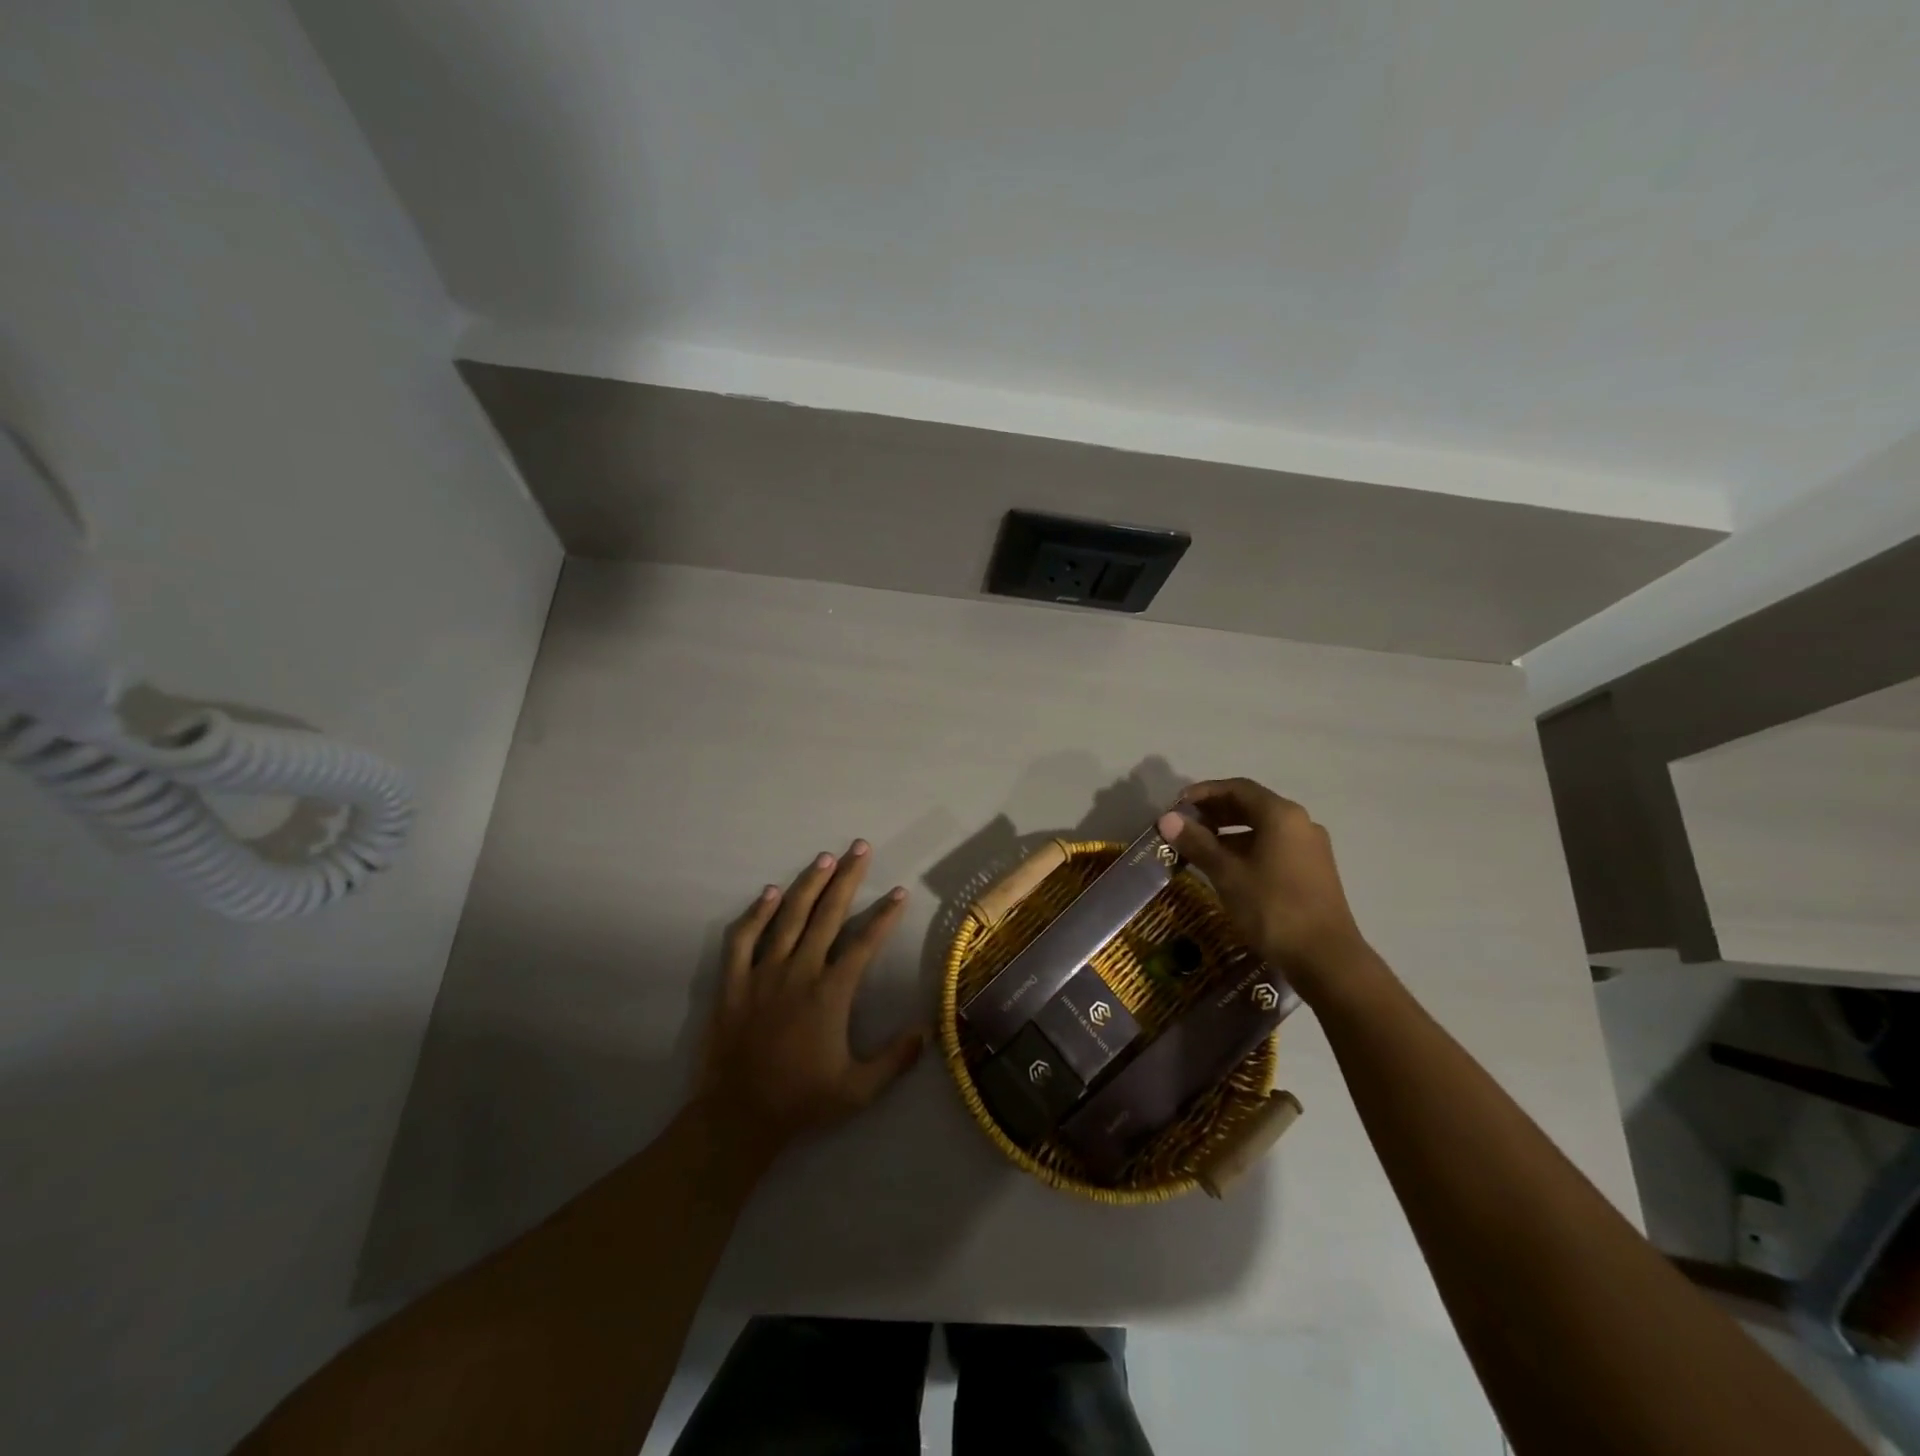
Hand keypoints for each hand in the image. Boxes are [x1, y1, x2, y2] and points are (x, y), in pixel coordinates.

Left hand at [693, 840, 924, 1161]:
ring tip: (824, 858)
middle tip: (860, 847)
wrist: (738, 1117)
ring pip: (788, 917)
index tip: (899, 891)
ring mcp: (763, 974)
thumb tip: (926, 1031)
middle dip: (847, 878)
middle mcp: (799, 973)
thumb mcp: (858, 1091)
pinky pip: (742, 939)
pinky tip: (769, 892)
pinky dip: (756, 913)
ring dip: (808, 884)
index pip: (864, 943)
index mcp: (830, 994)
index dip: (884, 915)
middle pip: (827, 915)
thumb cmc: (802, 1102)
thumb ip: (895, 1060)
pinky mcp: (734, 983)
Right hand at [1157, 778, 1370, 995]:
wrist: (1327, 959)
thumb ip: (1197, 843)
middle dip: (1215, 812)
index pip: (1237, 788)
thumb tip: (1166, 819)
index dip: (1204, 792)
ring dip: (1230, 832)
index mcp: (1281, 815)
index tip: (1177, 805)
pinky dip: (1248, 848)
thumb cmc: (1273, 909)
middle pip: (1251, 805)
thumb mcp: (1227, 874)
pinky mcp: (1314, 870)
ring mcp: (1310, 847)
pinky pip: (1274, 846)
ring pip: (1263, 828)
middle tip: (1185, 826)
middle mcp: (1300, 823)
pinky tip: (1228, 869)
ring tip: (1201, 848)